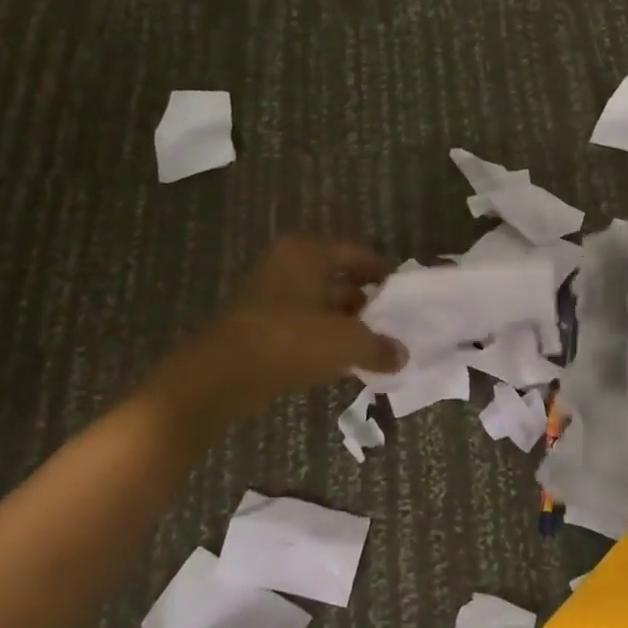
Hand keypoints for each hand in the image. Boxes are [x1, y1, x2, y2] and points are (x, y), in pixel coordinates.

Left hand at [160, 237, 407, 428]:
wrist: (223, 375)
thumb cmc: (291, 341)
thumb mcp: (346, 342)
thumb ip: (379, 346)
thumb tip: (400, 355)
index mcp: (306, 252)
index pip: (355, 253)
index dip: (382, 272)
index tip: (403, 292)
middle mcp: (286, 265)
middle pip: (337, 278)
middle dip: (365, 302)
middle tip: (392, 323)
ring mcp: (269, 295)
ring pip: (319, 304)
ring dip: (344, 323)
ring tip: (373, 346)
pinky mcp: (258, 325)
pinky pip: (301, 325)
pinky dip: (322, 338)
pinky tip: (342, 361)